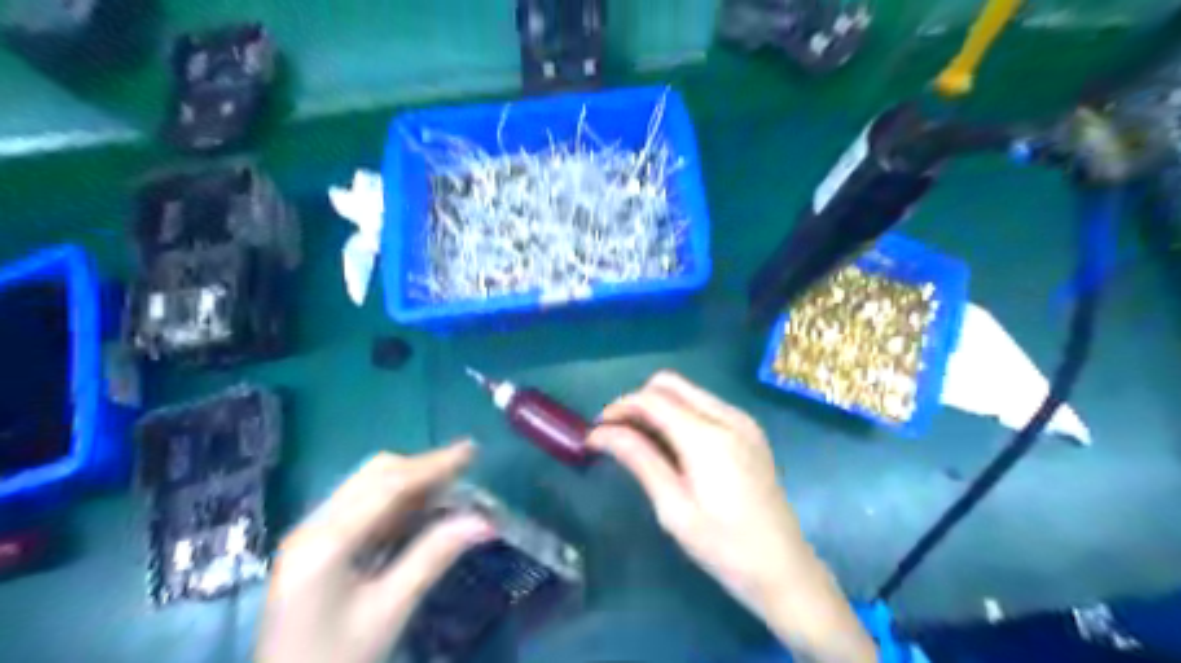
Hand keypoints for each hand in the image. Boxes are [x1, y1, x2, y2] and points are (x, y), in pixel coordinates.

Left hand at [257, 444, 492, 661]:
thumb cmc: (335, 662)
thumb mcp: (389, 611)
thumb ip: (433, 557)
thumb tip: (484, 521)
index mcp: (326, 542)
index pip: (387, 486)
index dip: (433, 464)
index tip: (472, 450)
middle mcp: (313, 525)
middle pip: (374, 475)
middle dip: (422, 467)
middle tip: (465, 470)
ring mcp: (311, 532)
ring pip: (368, 485)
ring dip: (411, 480)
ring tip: (451, 486)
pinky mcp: (316, 543)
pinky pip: (362, 504)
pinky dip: (396, 499)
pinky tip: (421, 508)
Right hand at [590, 374, 874, 661]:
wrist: (784, 568)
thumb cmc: (724, 546)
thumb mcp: (673, 507)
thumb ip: (638, 459)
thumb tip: (599, 433)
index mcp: (707, 436)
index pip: (652, 399)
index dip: (619, 408)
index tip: (596, 430)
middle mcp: (727, 416)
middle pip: (670, 384)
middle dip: (637, 401)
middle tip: (617, 434)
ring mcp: (742, 421)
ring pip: (688, 392)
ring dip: (659, 407)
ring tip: (640, 442)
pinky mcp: (749, 431)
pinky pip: (705, 405)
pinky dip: (681, 415)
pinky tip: (673, 446)